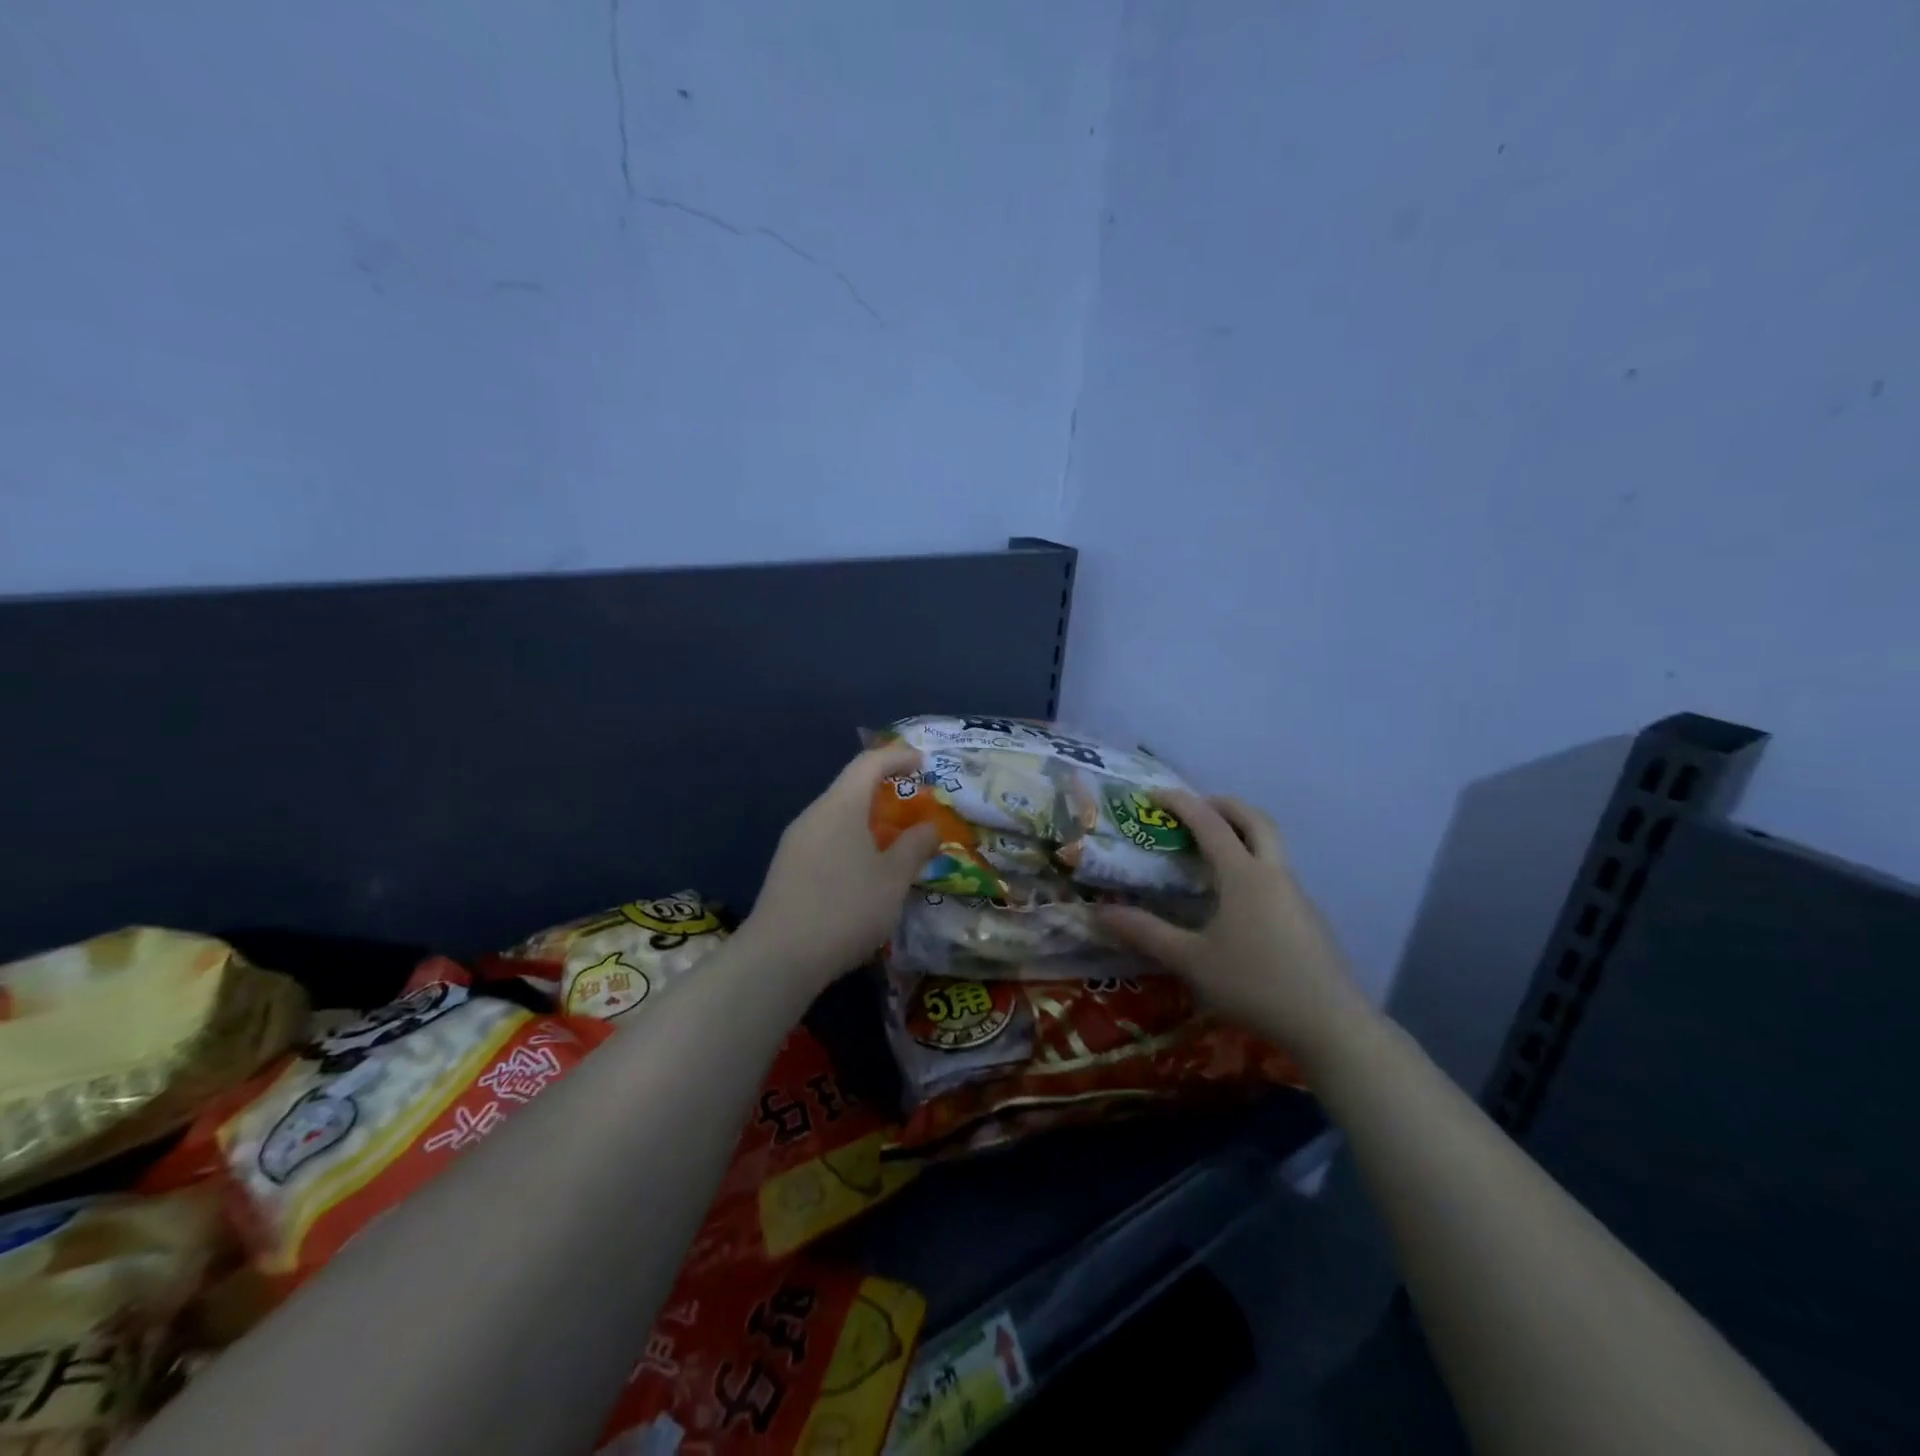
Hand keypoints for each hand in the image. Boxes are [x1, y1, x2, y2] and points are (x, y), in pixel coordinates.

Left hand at [739, 745, 941, 991]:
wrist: (778, 958)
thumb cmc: (845, 909)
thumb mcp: (893, 880)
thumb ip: (915, 847)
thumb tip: (929, 827)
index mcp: (840, 806)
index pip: (869, 763)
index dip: (898, 757)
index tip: (924, 764)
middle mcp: (813, 815)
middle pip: (851, 788)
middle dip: (885, 792)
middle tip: (914, 809)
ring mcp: (795, 842)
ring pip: (837, 816)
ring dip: (867, 821)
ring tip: (894, 844)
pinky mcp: (787, 868)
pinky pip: (826, 839)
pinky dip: (851, 842)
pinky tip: (864, 873)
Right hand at [1097, 792, 1370, 1060]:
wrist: (1330, 1024)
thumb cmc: (1255, 984)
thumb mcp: (1191, 961)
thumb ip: (1146, 933)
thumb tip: (1100, 913)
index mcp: (1243, 875)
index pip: (1209, 823)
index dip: (1181, 803)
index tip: (1154, 794)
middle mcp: (1273, 874)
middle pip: (1255, 819)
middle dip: (1224, 805)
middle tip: (1195, 809)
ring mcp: (1296, 895)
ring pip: (1271, 845)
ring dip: (1242, 833)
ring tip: (1210, 852)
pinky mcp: (1308, 918)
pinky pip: (1277, 873)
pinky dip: (1253, 863)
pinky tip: (1236, 899)